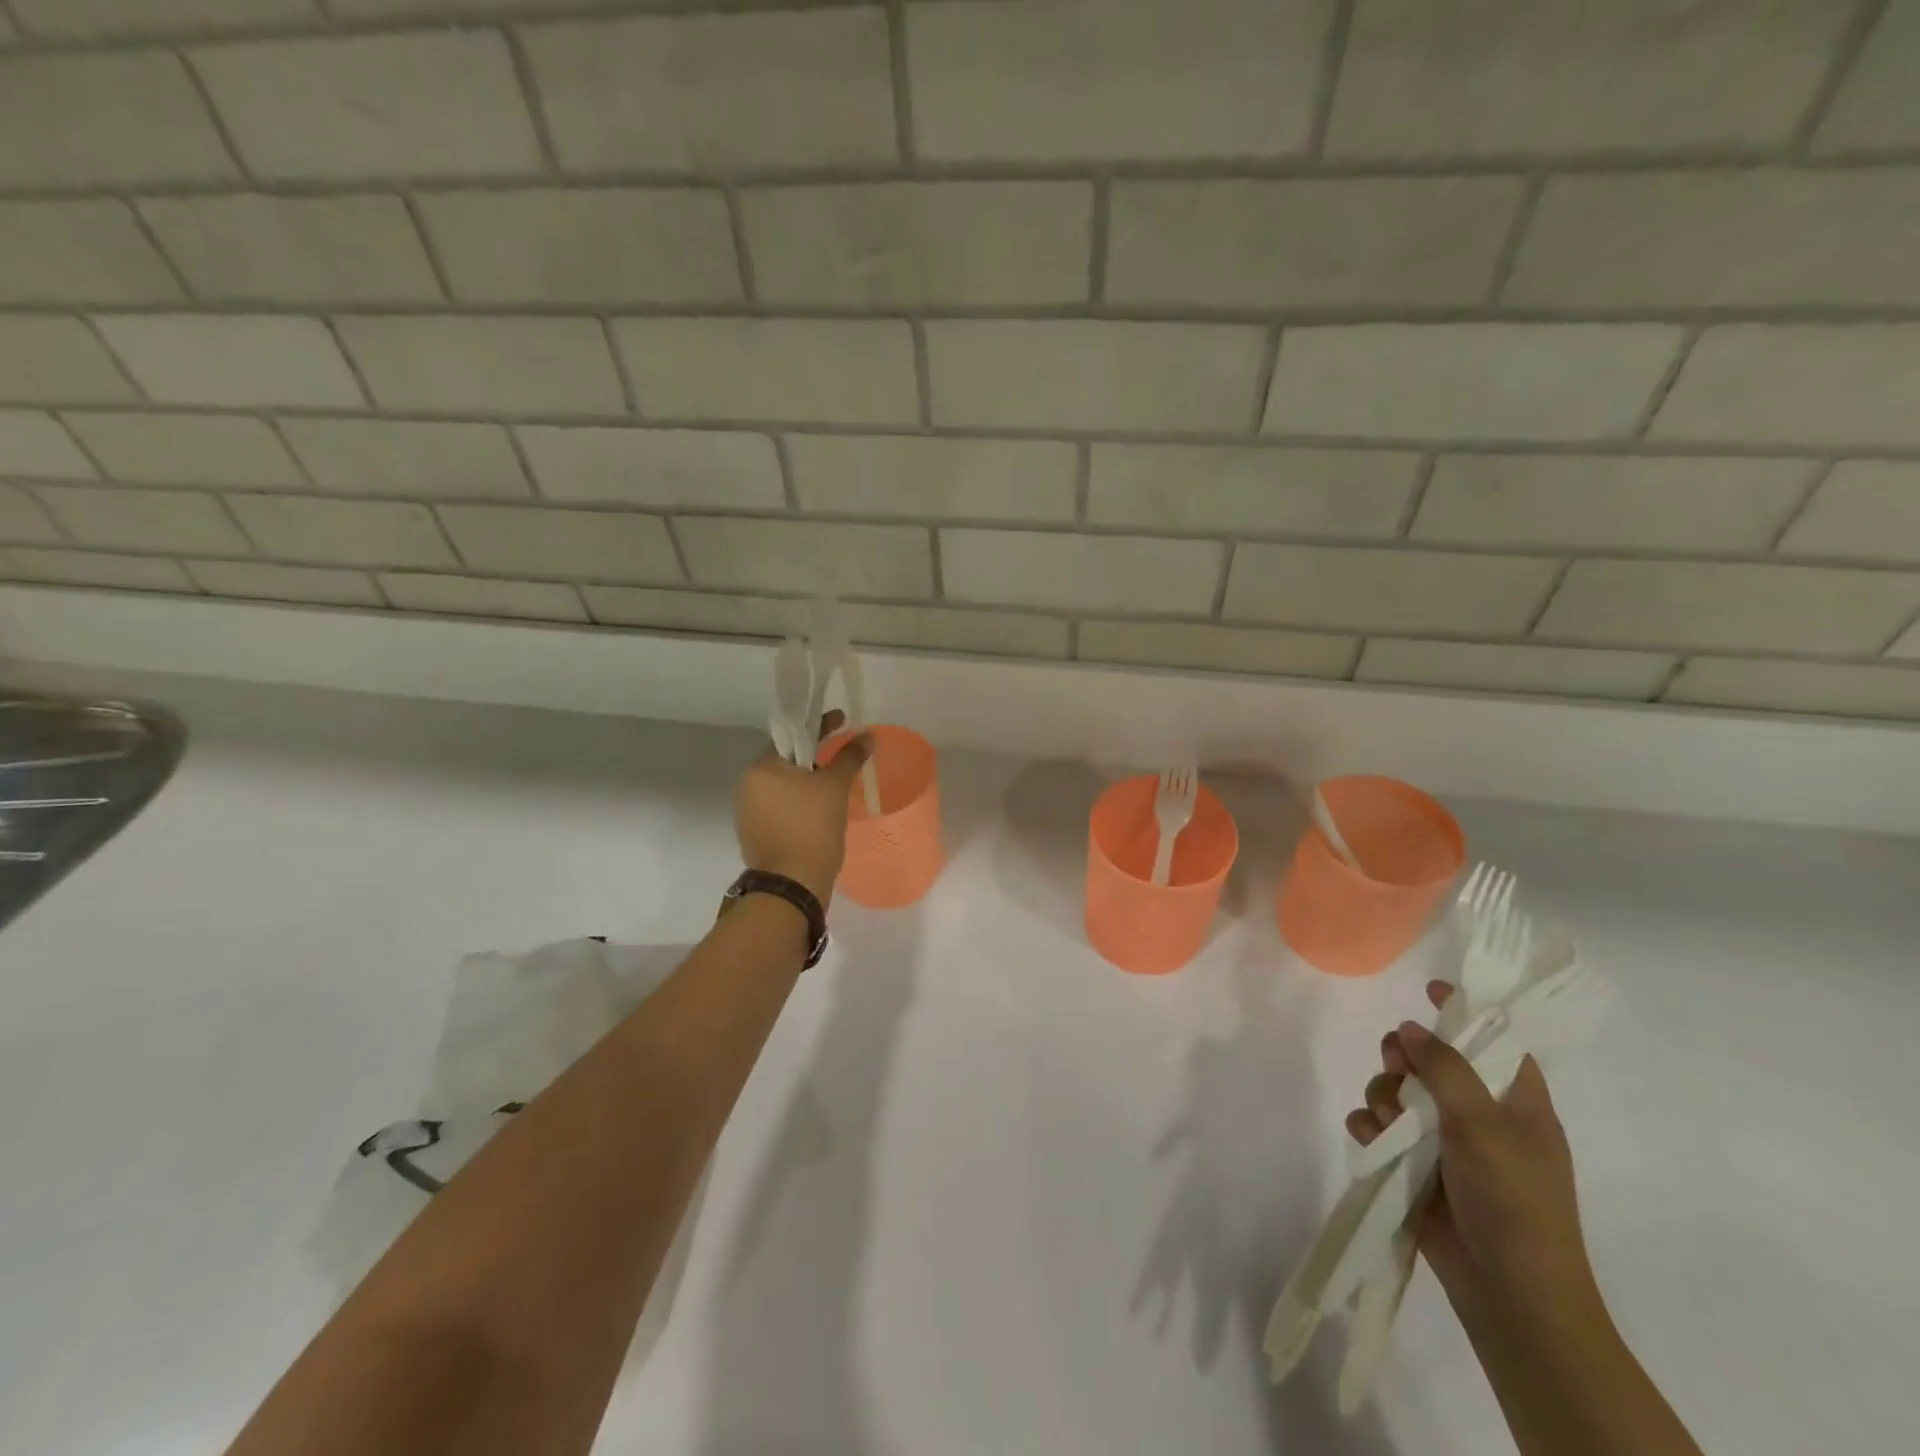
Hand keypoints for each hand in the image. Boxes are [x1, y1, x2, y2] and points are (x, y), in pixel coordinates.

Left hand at [733, 710, 872, 904]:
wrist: (792, 884)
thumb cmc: (812, 828)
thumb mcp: (835, 788)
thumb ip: (849, 757)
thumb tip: (867, 736)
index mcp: (762, 767)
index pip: (792, 735)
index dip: (819, 726)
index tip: (841, 720)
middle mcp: (748, 784)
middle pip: (786, 760)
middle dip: (813, 756)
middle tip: (841, 754)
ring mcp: (748, 811)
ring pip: (783, 785)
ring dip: (806, 781)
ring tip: (833, 784)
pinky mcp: (755, 832)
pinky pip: (780, 806)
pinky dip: (798, 802)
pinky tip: (818, 809)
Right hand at [1347, 982, 1599, 1321]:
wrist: (1509, 1293)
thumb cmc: (1514, 1200)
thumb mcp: (1483, 1124)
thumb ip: (1445, 1068)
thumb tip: (1410, 1027)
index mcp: (1516, 1103)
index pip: (1495, 1041)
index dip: (1466, 1012)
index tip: (1430, 988)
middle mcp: (1479, 1116)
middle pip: (1431, 1061)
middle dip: (1404, 1057)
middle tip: (1396, 1062)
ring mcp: (1445, 1143)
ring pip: (1397, 1091)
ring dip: (1383, 1096)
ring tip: (1388, 1121)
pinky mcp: (1414, 1167)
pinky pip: (1379, 1127)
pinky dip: (1371, 1127)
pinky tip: (1372, 1138)